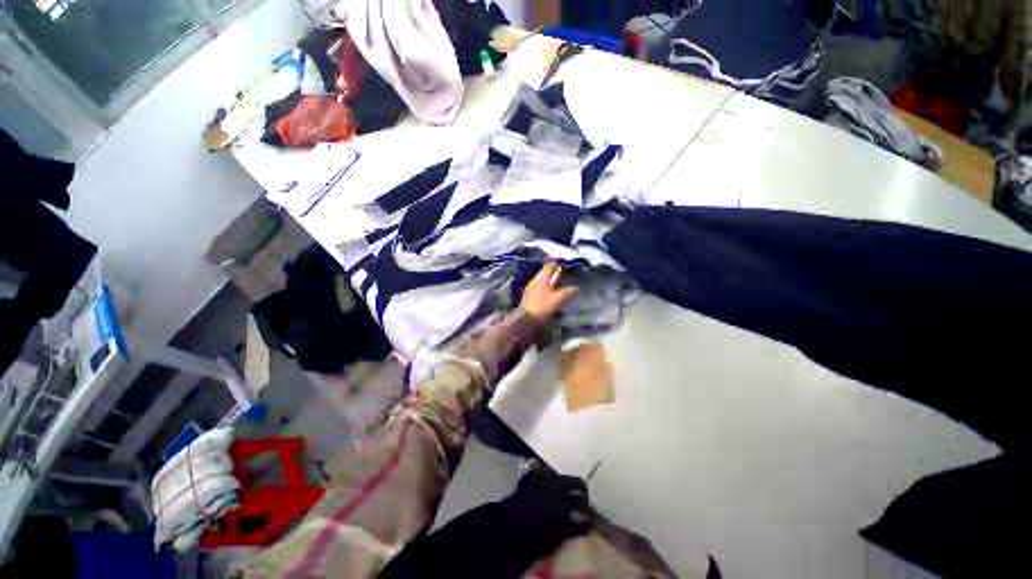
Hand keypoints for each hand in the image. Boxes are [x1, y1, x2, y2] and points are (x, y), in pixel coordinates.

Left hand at [521, 262, 576, 321]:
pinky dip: (544, 289)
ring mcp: (530, 287)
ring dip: (549, 283)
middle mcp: (534, 280)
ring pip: (541, 281)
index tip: (561, 265)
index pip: (548, 266)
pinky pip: (538, 288)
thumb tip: (575, 288)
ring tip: (557, 289)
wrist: (526, 318)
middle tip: (562, 280)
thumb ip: (566, 293)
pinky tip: (548, 296)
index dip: (555, 264)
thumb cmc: (542, 306)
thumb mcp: (557, 299)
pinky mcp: (528, 295)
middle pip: (545, 274)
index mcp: (541, 278)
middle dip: (553, 276)